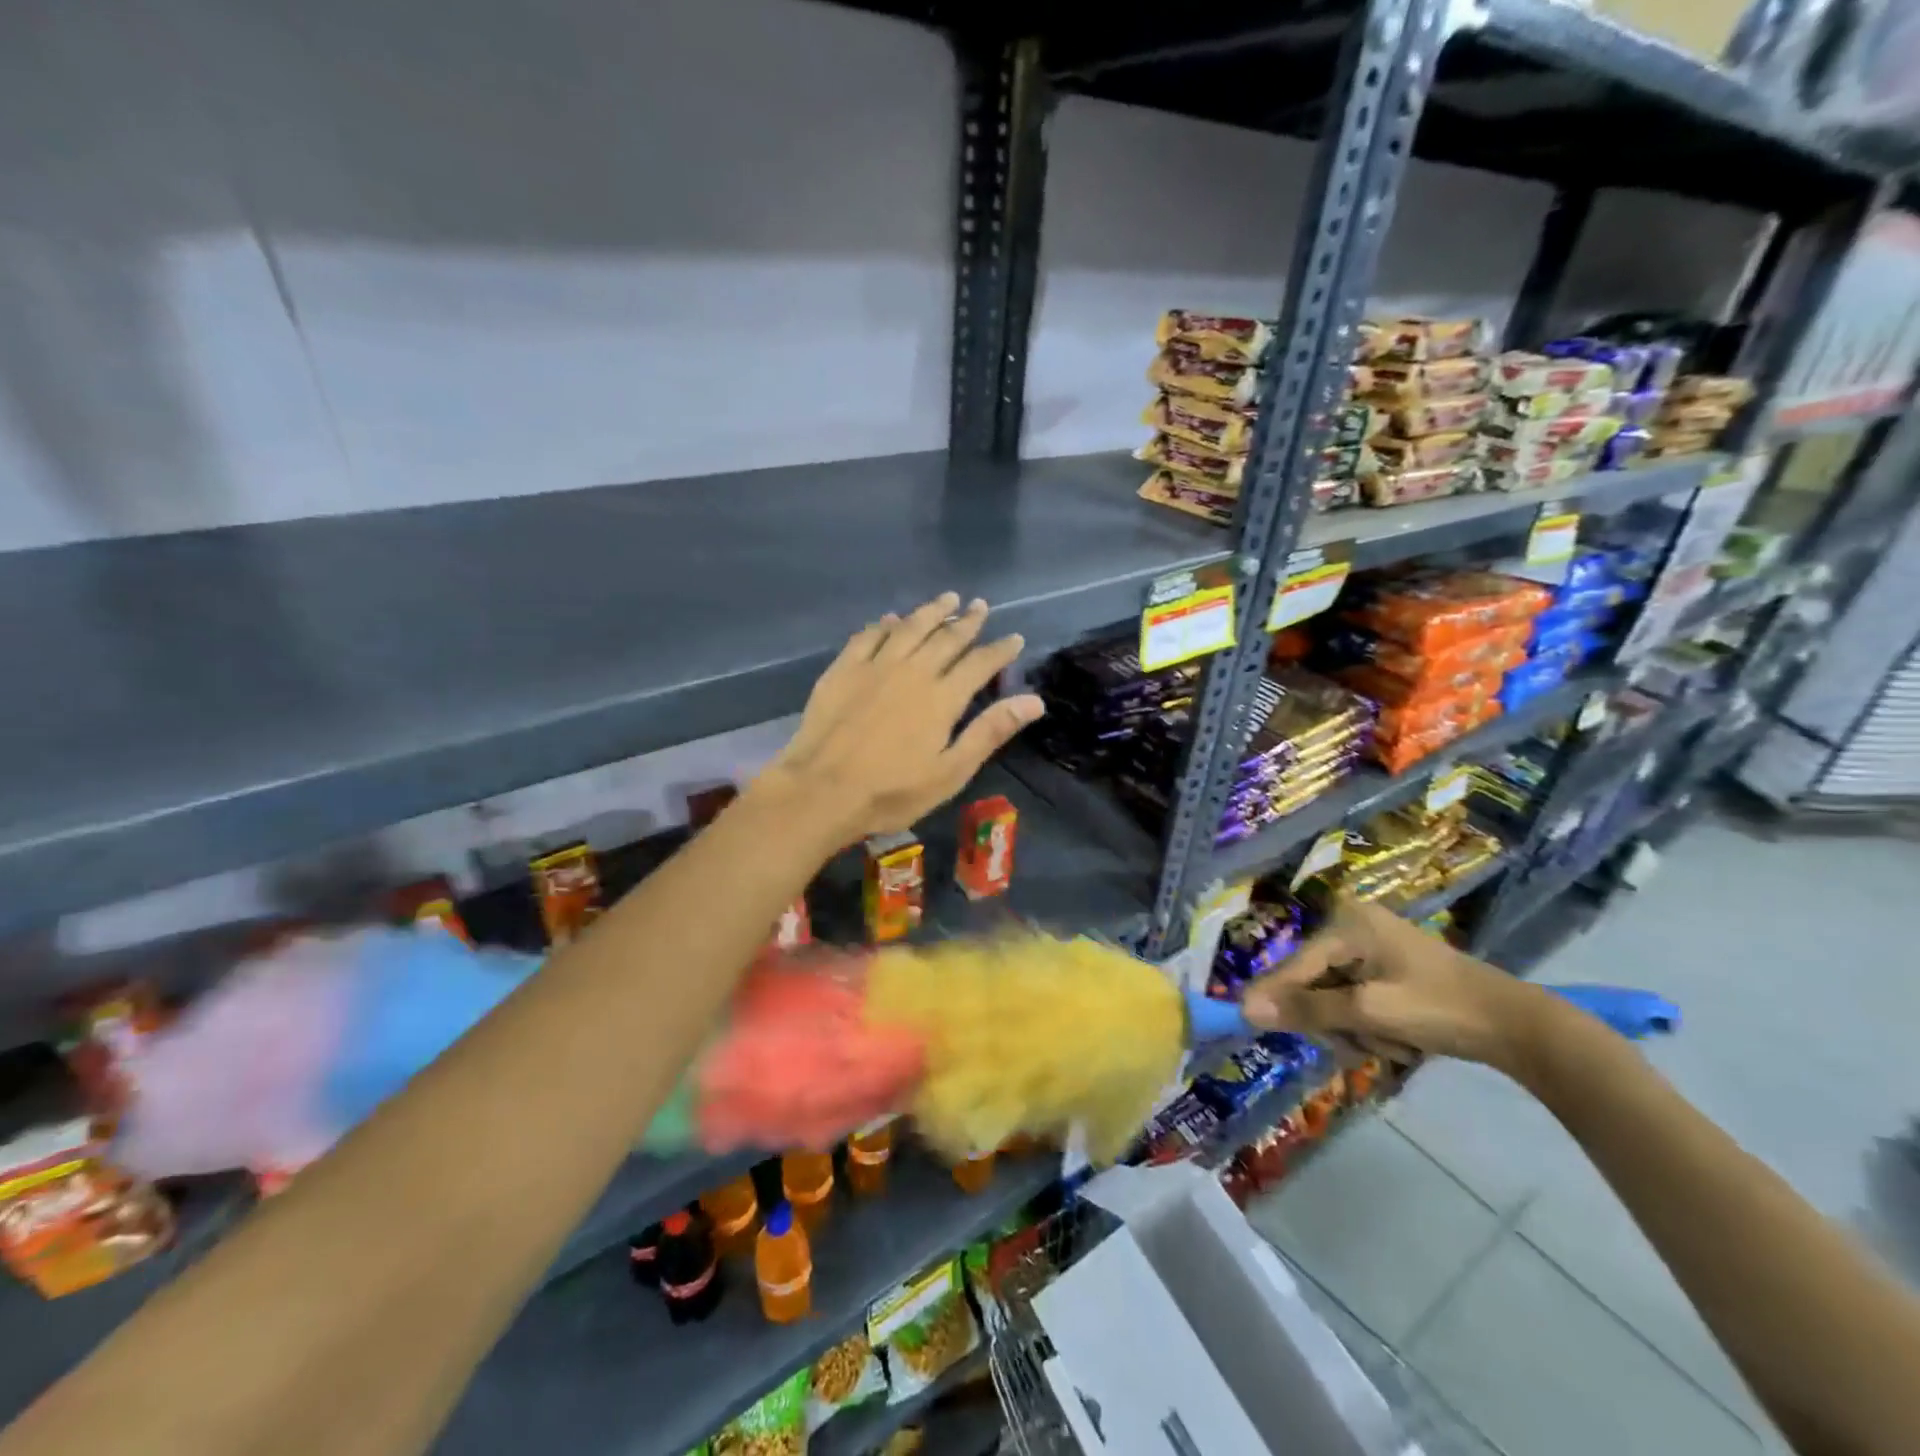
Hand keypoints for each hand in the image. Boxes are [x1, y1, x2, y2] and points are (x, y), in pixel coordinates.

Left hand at [758, 592, 1044, 843]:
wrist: (821, 790)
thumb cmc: (891, 791)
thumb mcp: (951, 772)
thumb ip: (990, 732)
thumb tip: (1034, 701)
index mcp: (942, 697)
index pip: (980, 663)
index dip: (1000, 650)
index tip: (1014, 638)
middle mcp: (913, 671)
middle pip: (946, 638)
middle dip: (968, 621)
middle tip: (980, 606)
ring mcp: (875, 666)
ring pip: (910, 628)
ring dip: (931, 611)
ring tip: (947, 599)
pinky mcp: (843, 669)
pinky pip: (869, 636)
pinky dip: (885, 625)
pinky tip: (892, 620)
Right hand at [1240, 896, 1546, 1072]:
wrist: (1519, 1027)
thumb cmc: (1440, 1009)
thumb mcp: (1369, 1012)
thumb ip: (1307, 1009)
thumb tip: (1247, 1008)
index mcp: (1347, 925)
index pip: (1295, 966)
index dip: (1273, 996)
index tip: (1242, 1019)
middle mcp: (1353, 927)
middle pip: (1313, 983)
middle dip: (1334, 1021)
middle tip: (1360, 1047)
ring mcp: (1372, 947)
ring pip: (1334, 998)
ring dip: (1355, 1030)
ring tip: (1392, 1046)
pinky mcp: (1387, 968)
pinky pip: (1355, 1000)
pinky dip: (1370, 1026)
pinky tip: (1399, 1040)